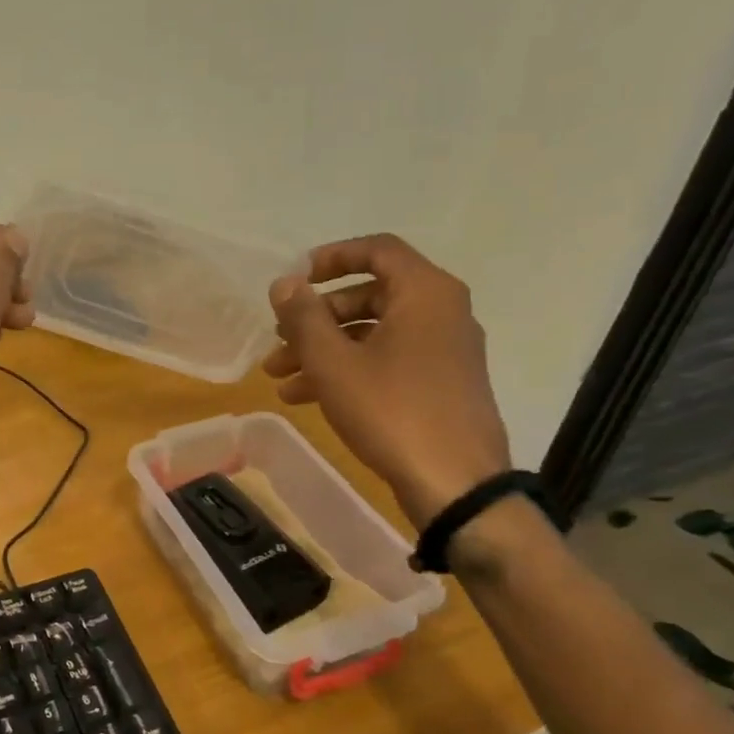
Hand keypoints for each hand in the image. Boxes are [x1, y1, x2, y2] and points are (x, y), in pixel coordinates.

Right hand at [264, 234, 510, 527]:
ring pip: (372, 334)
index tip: (296, 280)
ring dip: (323, 350)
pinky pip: (386, 361)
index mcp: (425, 293)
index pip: (377, 250)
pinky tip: (305, 397)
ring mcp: (443, 351)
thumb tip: (285, 283)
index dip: (331, 258)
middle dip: (315, 318)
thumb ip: (304, 316)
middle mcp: (441, 313)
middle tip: (278, 339)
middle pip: (369, 296)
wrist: (456, 484)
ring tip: (278, 376)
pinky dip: (347, 370)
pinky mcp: (439, 384)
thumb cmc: (391, 409)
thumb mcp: (333, 361)